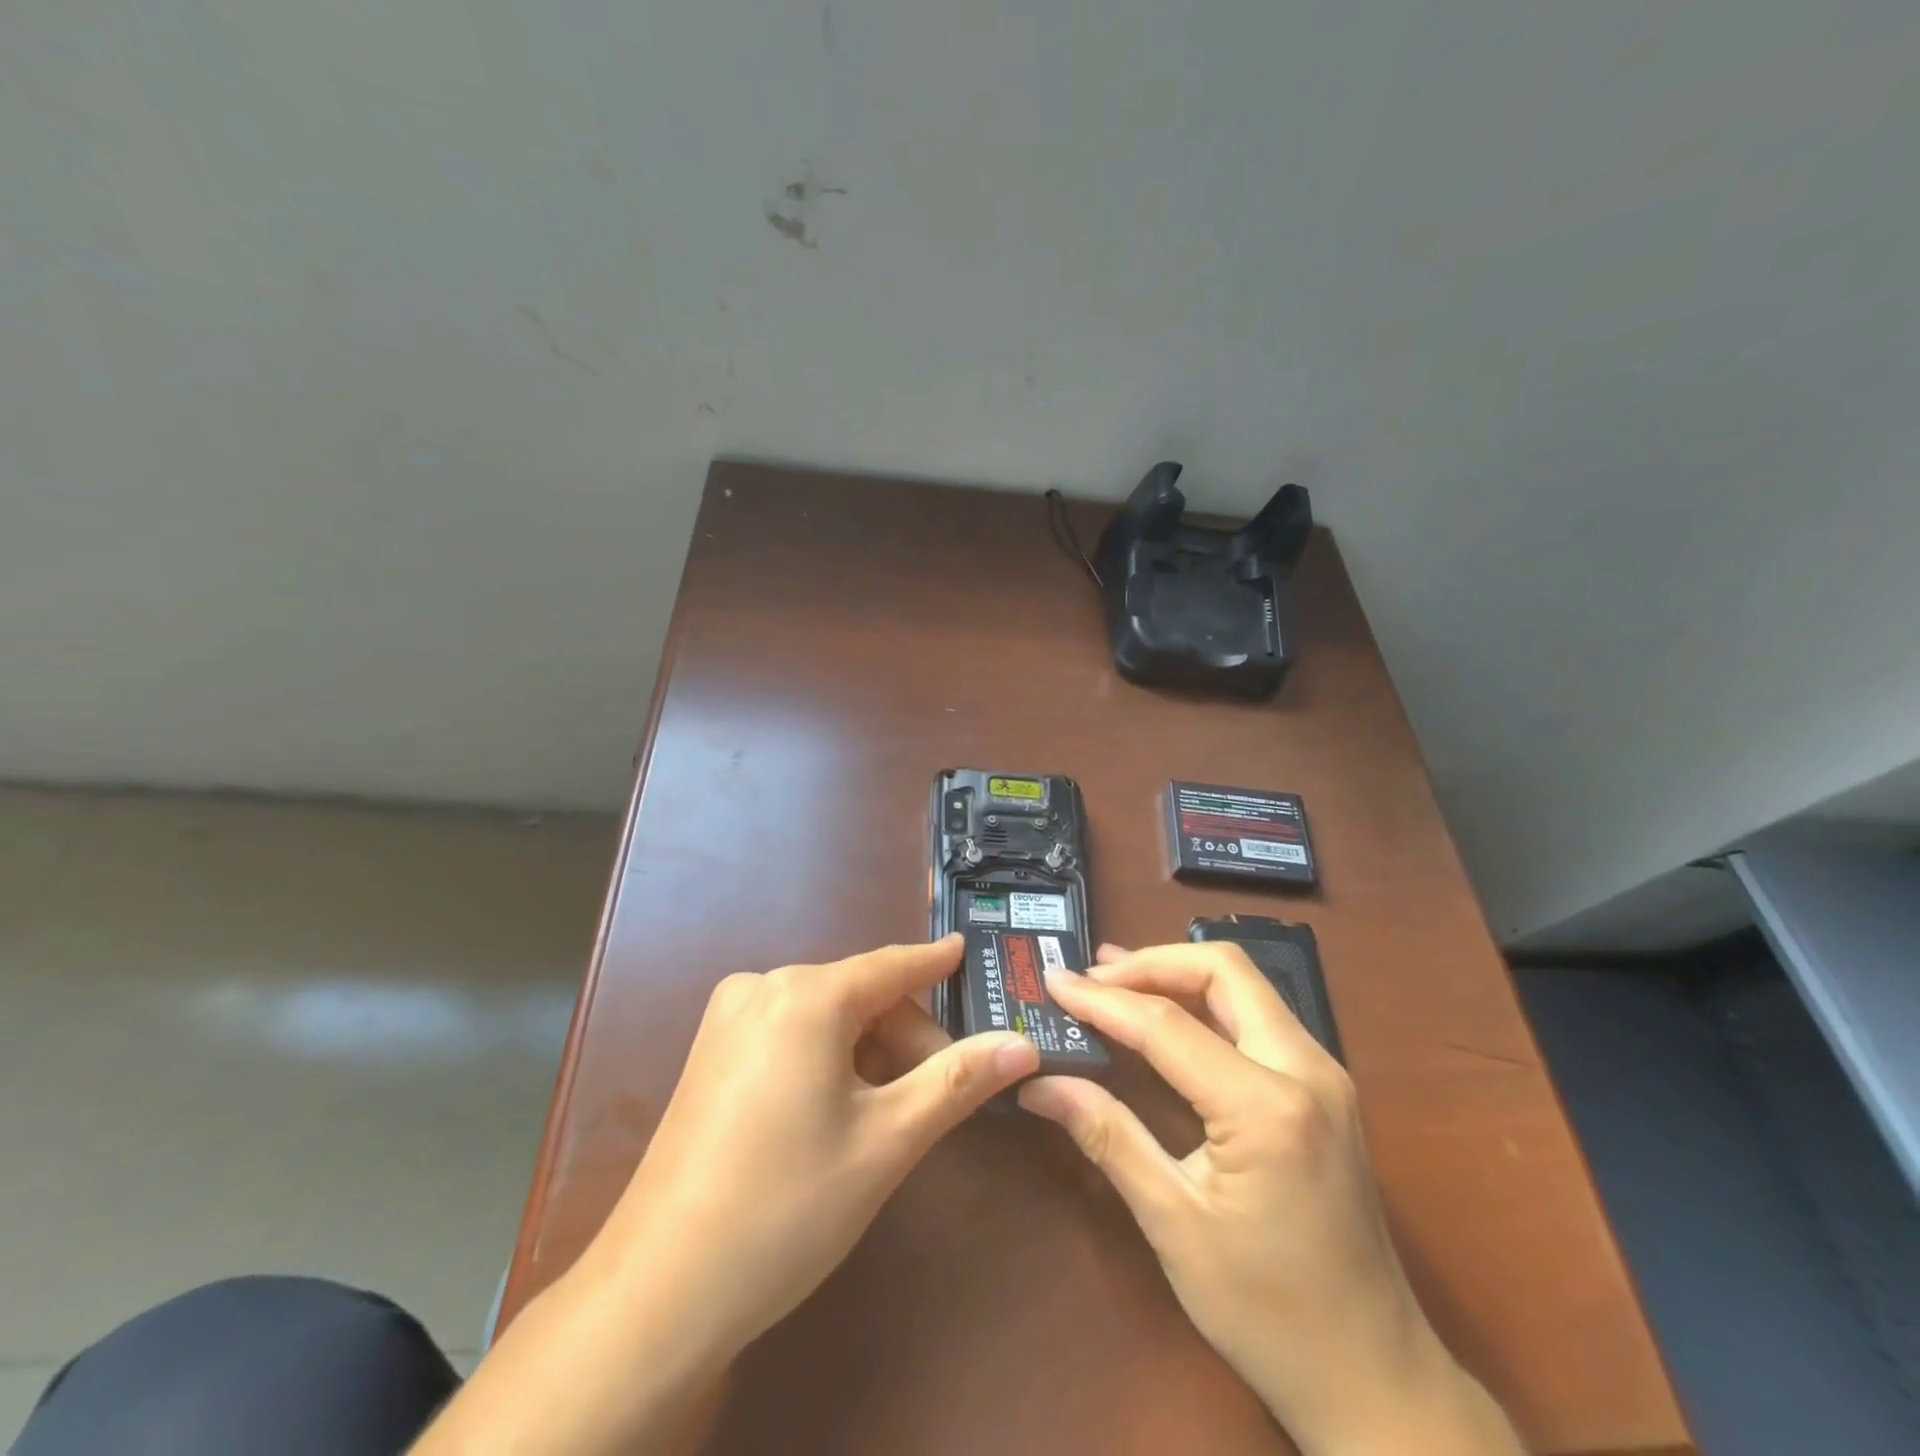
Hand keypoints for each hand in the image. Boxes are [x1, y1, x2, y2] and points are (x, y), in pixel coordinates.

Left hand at [416, 936, 1036, 1455]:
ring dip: (868, 1052)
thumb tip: (1023, 1044)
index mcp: (806, 995)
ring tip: (891, 1114)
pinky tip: (838, 1112)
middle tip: (941, 1093)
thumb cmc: (787, 1206)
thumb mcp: (887, 1141)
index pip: (891, 965)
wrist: (657, 1291)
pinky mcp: (710, 1052)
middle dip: (906, 1037)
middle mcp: (762, 987)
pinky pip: (789, 1034)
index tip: (968, 950)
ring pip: (825, 1017)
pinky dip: (827, 1059)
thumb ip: (958, 1080)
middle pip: (859, 996)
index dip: (935, 961)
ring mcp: (728, 1019)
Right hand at [1020, 943, 1520, 1455]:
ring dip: (1177, 974)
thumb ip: (1107, 1136)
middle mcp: (1306, 1069)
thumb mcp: (1174, 1223)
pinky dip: (1205, 1000)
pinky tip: (1166, 1014)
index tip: (1054, 984)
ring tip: (1115, 979)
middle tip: (1092, 978)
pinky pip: (1257, 1013)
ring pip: (1244, 983)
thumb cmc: (1269, 1313)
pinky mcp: (1323, 1086)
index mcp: (1267, 1108)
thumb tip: (1039, 1084)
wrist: (1375, 1376)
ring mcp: (1323, 1073)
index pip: (1168, 1025)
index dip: (1103, 1001)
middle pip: (1223, 970)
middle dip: (1151, 963)